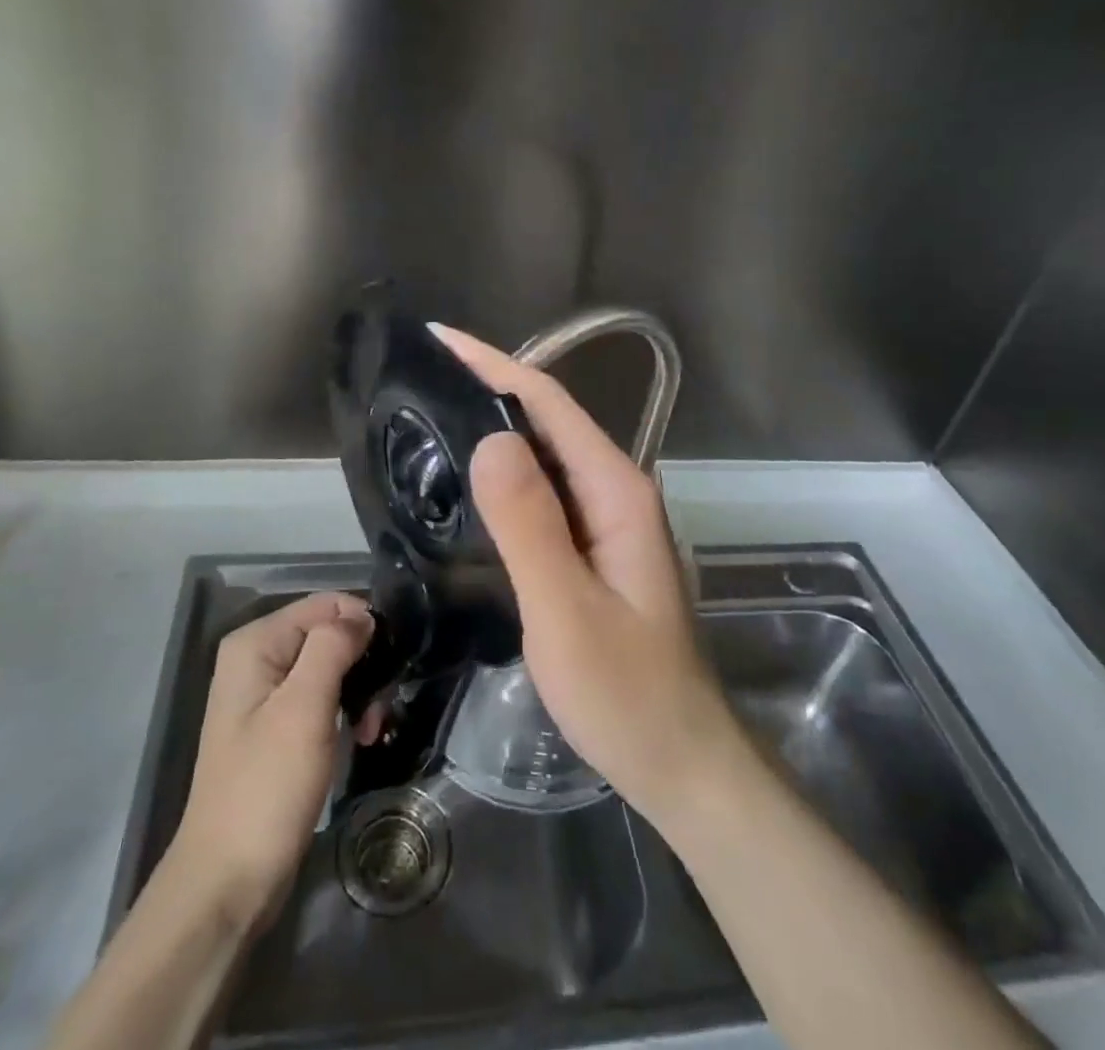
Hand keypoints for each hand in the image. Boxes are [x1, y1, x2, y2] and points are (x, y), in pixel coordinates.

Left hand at [161, 593, 378, 931]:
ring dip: (359, 693)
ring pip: (330, 668)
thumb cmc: (267, 787)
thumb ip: (332, 646)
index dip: (362, 626)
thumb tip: (362, 614)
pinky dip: (345, 714)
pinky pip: (322, 699)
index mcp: (255, 643)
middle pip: (327, 635)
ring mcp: (265, 696)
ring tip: (372, 729)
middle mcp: (257, 659)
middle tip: (380, 707)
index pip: (325, 605)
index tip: (390, 663)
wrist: (228, 881)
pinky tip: (360, 739)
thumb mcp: (304, 707)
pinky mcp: (277, 728)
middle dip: (362, 664)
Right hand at [432, 324, 747, 828]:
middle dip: (490, 387)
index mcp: (616, 491)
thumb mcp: (567, 612)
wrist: (682, 762)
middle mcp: (616, 492)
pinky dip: (506, 474)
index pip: (550, 404)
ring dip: (496, 427)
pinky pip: (545, 493)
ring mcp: (608, 520)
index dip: (495, 365)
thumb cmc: (627, 694)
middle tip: (422, 377)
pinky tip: (472, 481)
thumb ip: (530, 525)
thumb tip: (491, 439)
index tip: (439, 341)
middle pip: (549, 420)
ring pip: (546, 455)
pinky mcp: (595, 548)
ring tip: (433, 414)